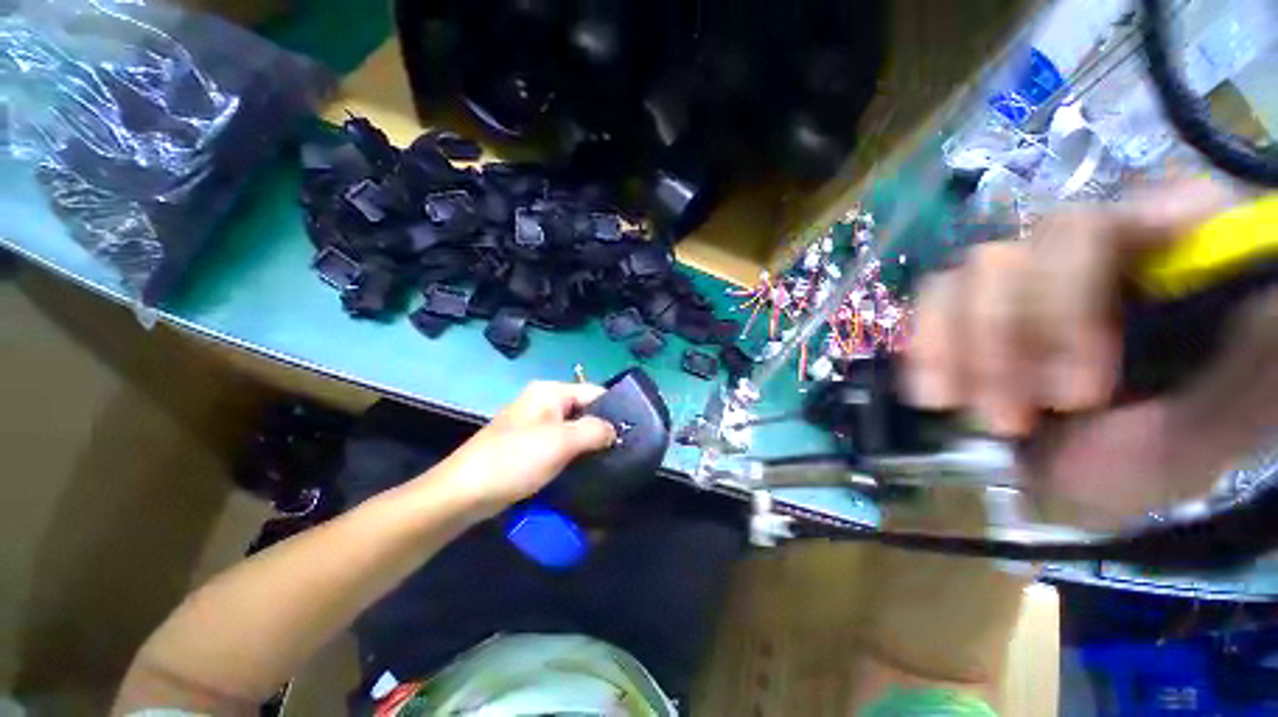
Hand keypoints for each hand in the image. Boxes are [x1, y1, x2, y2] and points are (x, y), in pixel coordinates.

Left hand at [420, 382, 616, 519]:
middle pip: (584, 411)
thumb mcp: (561, 442)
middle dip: (602, 430)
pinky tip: (586, 469)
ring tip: (609, 462)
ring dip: (588, 445)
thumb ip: (594, 431)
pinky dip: (573, 455)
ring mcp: (534, 425)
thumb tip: (614, 431)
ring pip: (572, 430)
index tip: (632, 432)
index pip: (594, 392)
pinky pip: (560, 445)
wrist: (464, 493)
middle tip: (622, 451)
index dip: (614, 410)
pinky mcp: (528, 446)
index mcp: (549, 392)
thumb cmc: (515, 459)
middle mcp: (543, 403)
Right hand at [907, 180, 1277, 518]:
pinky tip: (936, 395)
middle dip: (1012, 338)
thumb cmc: (1176, 438)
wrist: (1103, 465)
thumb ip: (1258, 344)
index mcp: (1165, 247)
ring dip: (963, 351)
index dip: (1077, 293)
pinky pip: (930, 304)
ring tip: (989, 419)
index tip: (1076, 386)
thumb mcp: (1233, 406)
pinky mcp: (968, 309)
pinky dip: (927, 348)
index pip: (1112, 221)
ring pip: (964, 276)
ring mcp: (1018, 278)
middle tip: (1019, 419)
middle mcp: (1086, 249)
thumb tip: (1254, 279)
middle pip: (1022, 252)